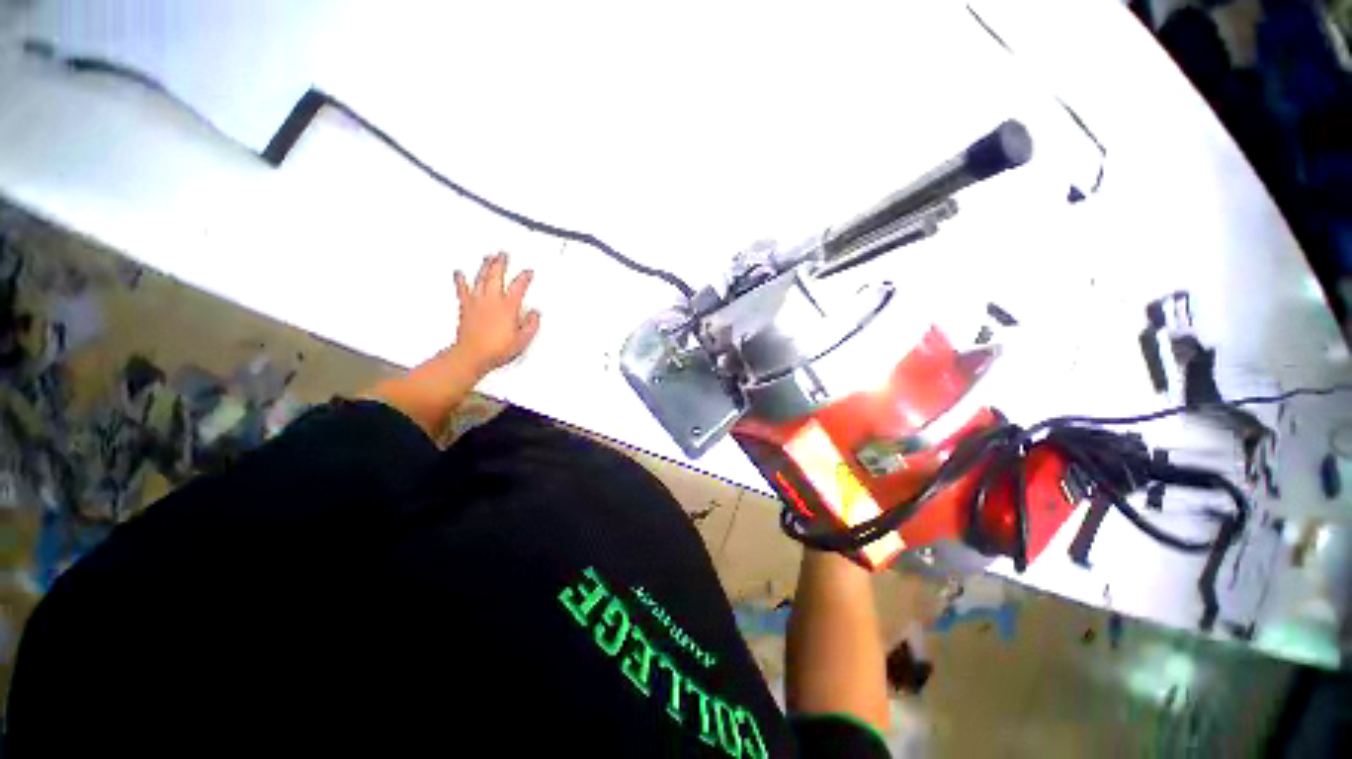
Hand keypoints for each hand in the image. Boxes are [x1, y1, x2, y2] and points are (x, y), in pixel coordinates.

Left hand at [452, 252, 540, 375]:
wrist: (472, 355)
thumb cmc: (496, 349)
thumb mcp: (523, 340)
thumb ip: (531, 325)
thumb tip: (534, 314)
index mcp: (508, 307)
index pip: (519, 286)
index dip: (524, 277)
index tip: (528, 272)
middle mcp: (492, 301)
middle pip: (496, 275)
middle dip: (501, 263)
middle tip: (503, 255)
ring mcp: (477, 302)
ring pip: (480, 278)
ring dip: (485, 266)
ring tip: (488, 257)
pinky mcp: (465, 307)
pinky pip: (462, 289)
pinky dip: (461, 279)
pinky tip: (459, 273)